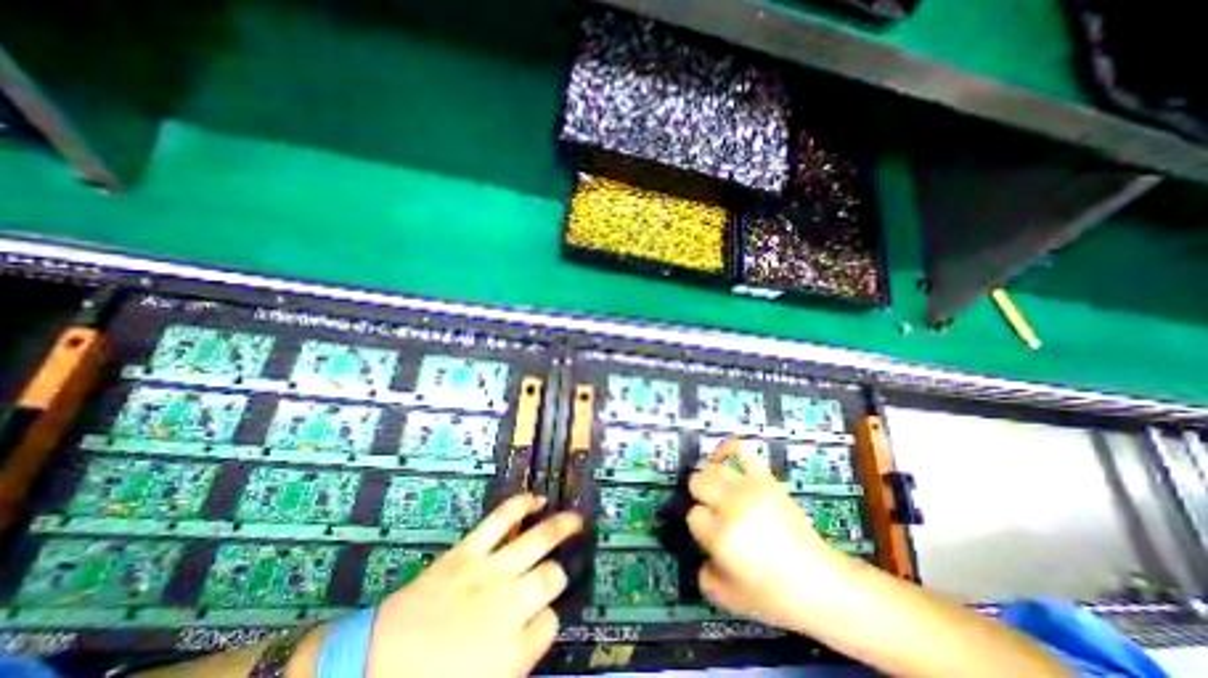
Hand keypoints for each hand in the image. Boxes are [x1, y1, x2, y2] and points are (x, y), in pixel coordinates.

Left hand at [366, 492, 582, 676]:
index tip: (542, 617)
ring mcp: (491, 571)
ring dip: (561, 526)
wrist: (369, 671)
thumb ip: (517, 660)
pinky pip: (502, 519)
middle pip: (552, 577)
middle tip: (560, 570)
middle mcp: (511, 604)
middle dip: (558, 574)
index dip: (548, 618)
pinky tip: (537, 500)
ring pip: (538, 540)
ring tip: (577, 518)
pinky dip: (521, 505)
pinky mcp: (469, 550)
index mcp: (514, 650)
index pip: (550, 622)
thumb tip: (536, 632)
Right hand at [689, 440, 847, 628]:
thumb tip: (701, 554)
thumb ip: (704, 575)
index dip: (700, 527)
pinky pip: (741, 449)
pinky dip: (728, 448)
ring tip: (718, 492)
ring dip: (710, 479)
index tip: (711, 536)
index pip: (693, 515)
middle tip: (713, 512)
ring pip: (712, 468)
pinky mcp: (765, 477)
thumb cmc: (774, 595)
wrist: (819, 582)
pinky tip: (721, 458)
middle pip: (697, 483)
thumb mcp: (729, 598)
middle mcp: (731, 505)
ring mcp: (749, 487)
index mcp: (720, 535)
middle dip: (700, 497)